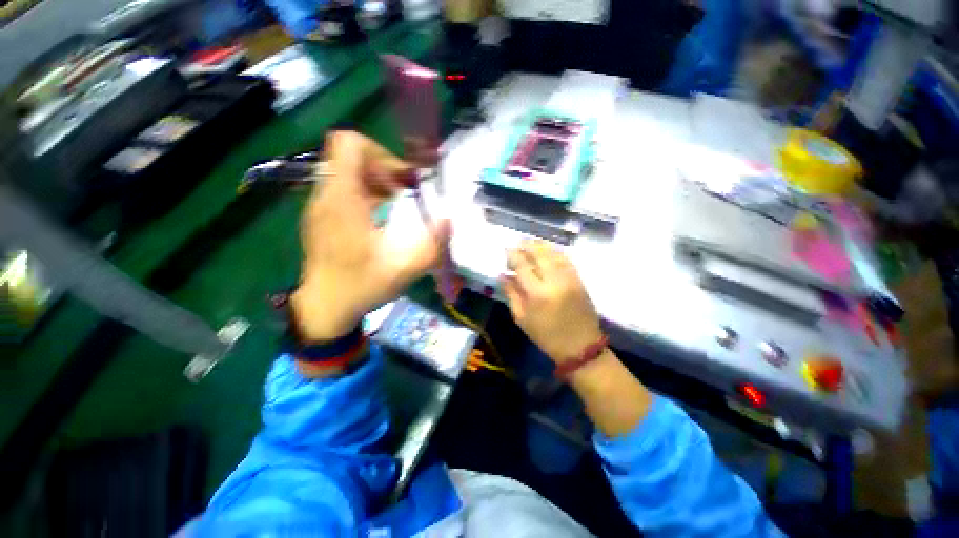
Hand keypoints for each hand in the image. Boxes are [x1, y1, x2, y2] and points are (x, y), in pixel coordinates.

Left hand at [292, 131, 450, 340]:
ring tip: (396, 202)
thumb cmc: (361, 286)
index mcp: (343, 200)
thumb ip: (432, 244)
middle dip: (383, 168)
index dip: (380, 153)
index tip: (401, 180)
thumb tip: (450, 219)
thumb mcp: (404, 268)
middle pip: (350, 156)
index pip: (349, 144)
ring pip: (346, 171)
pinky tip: (381, 216)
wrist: (325, 308)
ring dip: (376, 180)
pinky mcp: (322, 216)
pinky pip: (343, 188)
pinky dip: (366, 192)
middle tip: (404, 192)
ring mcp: (321, 205)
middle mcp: (326, 195)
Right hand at [501, 240, 602, 363]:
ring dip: (541, 246)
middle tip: (518, 243)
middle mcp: (554, 281)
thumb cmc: (546, 336)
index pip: (522, 265)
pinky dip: (555, 252)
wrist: (580, 347)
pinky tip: (548, 251)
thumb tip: (503, 275)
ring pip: (554, 253)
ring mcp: (569, 278)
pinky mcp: (579, 279)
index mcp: (537, 293)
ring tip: (531, 244)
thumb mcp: (522, 318)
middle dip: (527, 245)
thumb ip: (511, 294)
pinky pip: (566, 259)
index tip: (507, 250)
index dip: (513, 255)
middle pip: (539, 254)